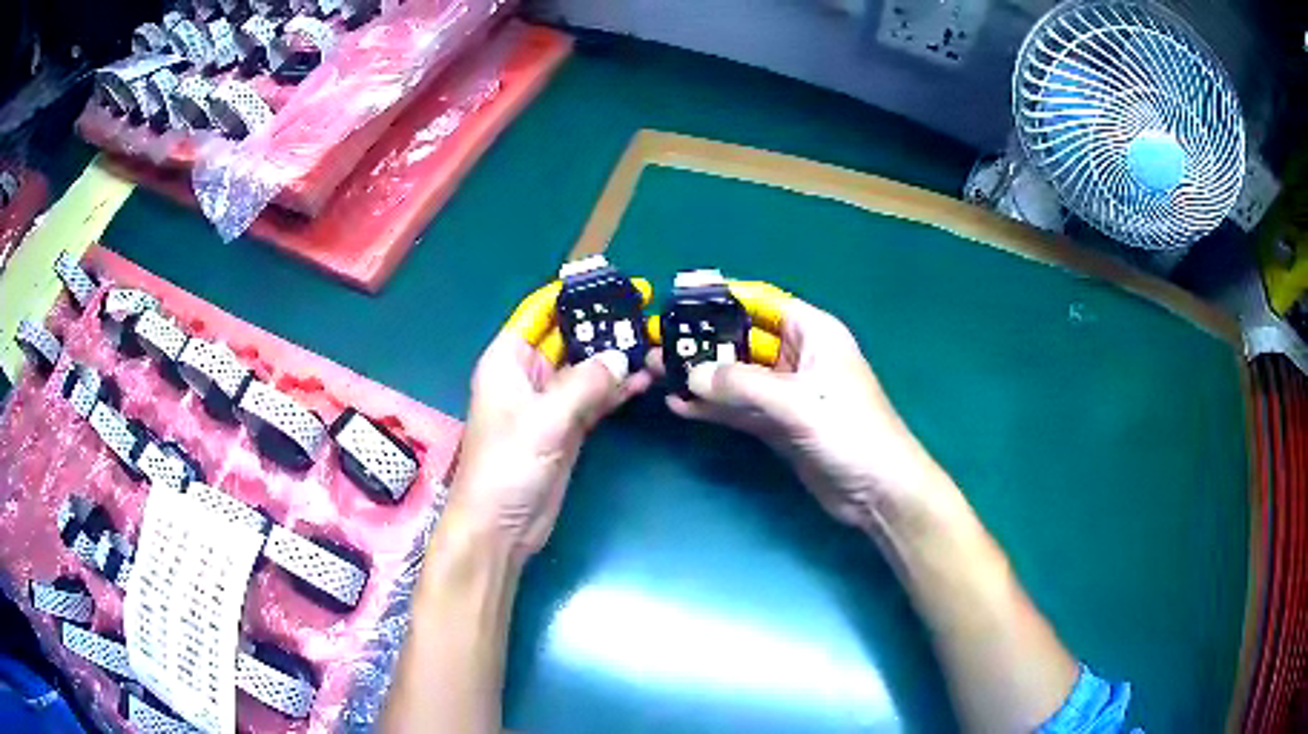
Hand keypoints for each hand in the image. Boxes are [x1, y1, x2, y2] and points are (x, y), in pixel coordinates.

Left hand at [447, 280, 653, 562]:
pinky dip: (618, 390)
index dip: (572, 293)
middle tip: (647, 309)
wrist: (502, 527)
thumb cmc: (507, 466)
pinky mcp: (567, 428)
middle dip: (604, 325)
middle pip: (569, 337)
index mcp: (508, 359)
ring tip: (655, 341)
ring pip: (587, 368)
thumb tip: (624, 358)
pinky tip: (646, 378)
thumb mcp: (544, 420)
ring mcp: (550, 402)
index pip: (540, 311)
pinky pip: (595, 398)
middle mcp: (528, 374)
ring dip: (616, 358)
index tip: (611, 280)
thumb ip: (586, 385)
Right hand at [649, 282, 956, 533]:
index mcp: (813, 333)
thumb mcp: (799, 402)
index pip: (761, 302)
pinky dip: (712, 408)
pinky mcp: (778, 425)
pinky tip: (680, 407)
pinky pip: (738, 409)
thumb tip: (691, 374)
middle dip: (702, 341)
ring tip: (657, 372)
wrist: (877, 492)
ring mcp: (786, 393)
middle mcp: (798, 357)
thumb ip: (743, 385)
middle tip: (657, 343)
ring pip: (736, 376)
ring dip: (701, 376)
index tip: (679, 298)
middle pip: (742, 339)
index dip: (722, 297)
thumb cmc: (850, 432)